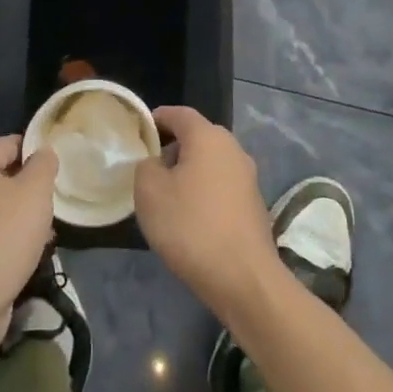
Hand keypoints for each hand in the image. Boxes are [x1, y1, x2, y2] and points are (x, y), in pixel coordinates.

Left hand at [0, 136, 57, 360]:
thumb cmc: (4, 231)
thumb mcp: (35, 190)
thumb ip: (44, 165)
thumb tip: (43, 153)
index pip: (10, 143)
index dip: (37, 152)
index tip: (60, 168)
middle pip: (3, 176)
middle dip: (31, 188)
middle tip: (56, 201)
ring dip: (24, 216)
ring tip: (49, 231)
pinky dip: (11, 238)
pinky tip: (32, 252)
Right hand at [133, 107, 280, 319]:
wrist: (242, 277)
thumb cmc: (190, 226)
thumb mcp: (149, 191)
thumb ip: (146, 166)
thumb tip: (156, 163)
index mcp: (208, 137)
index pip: (179, 114)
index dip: (157, 119)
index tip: (138, 133)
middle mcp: (233, 149)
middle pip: (197, 137)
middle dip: (172, 148)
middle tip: (148, 168)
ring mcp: (248, 177)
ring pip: (210, 163)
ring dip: (189, 172)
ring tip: (166, 196)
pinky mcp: (254, 204)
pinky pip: (222, 186)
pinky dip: (204, 192)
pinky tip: (190, 217)